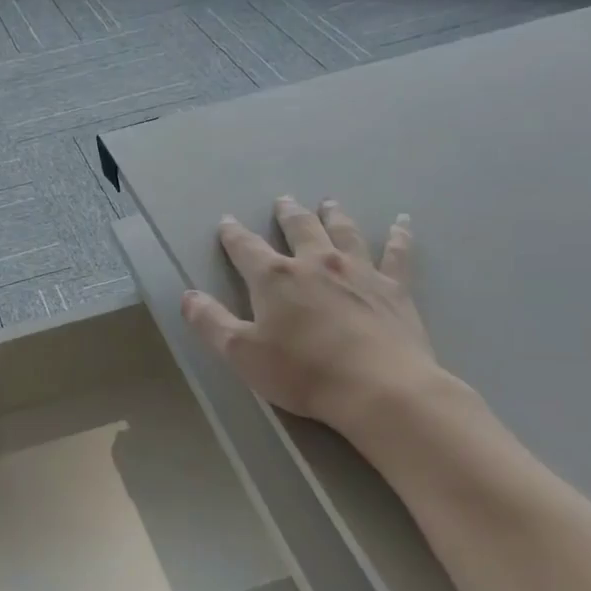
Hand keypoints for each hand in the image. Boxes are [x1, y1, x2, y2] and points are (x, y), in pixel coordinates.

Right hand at [183, 196, 440, 438]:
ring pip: (344, 232)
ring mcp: (359, 271)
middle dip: (287, 215)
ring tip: (328, 203)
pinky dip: (399, 236)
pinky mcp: (394, 288)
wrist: (378, 387)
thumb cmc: (302, 372)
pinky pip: (397, 254)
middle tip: (283, 202)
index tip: (226, 222)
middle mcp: (316, 263)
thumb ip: (211, 322)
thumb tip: (187, 296)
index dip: (233, 234)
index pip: (246, 248)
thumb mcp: (242, 353)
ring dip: (334, 216)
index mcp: (275, 278)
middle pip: (299, 229)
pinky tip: (402, 223)